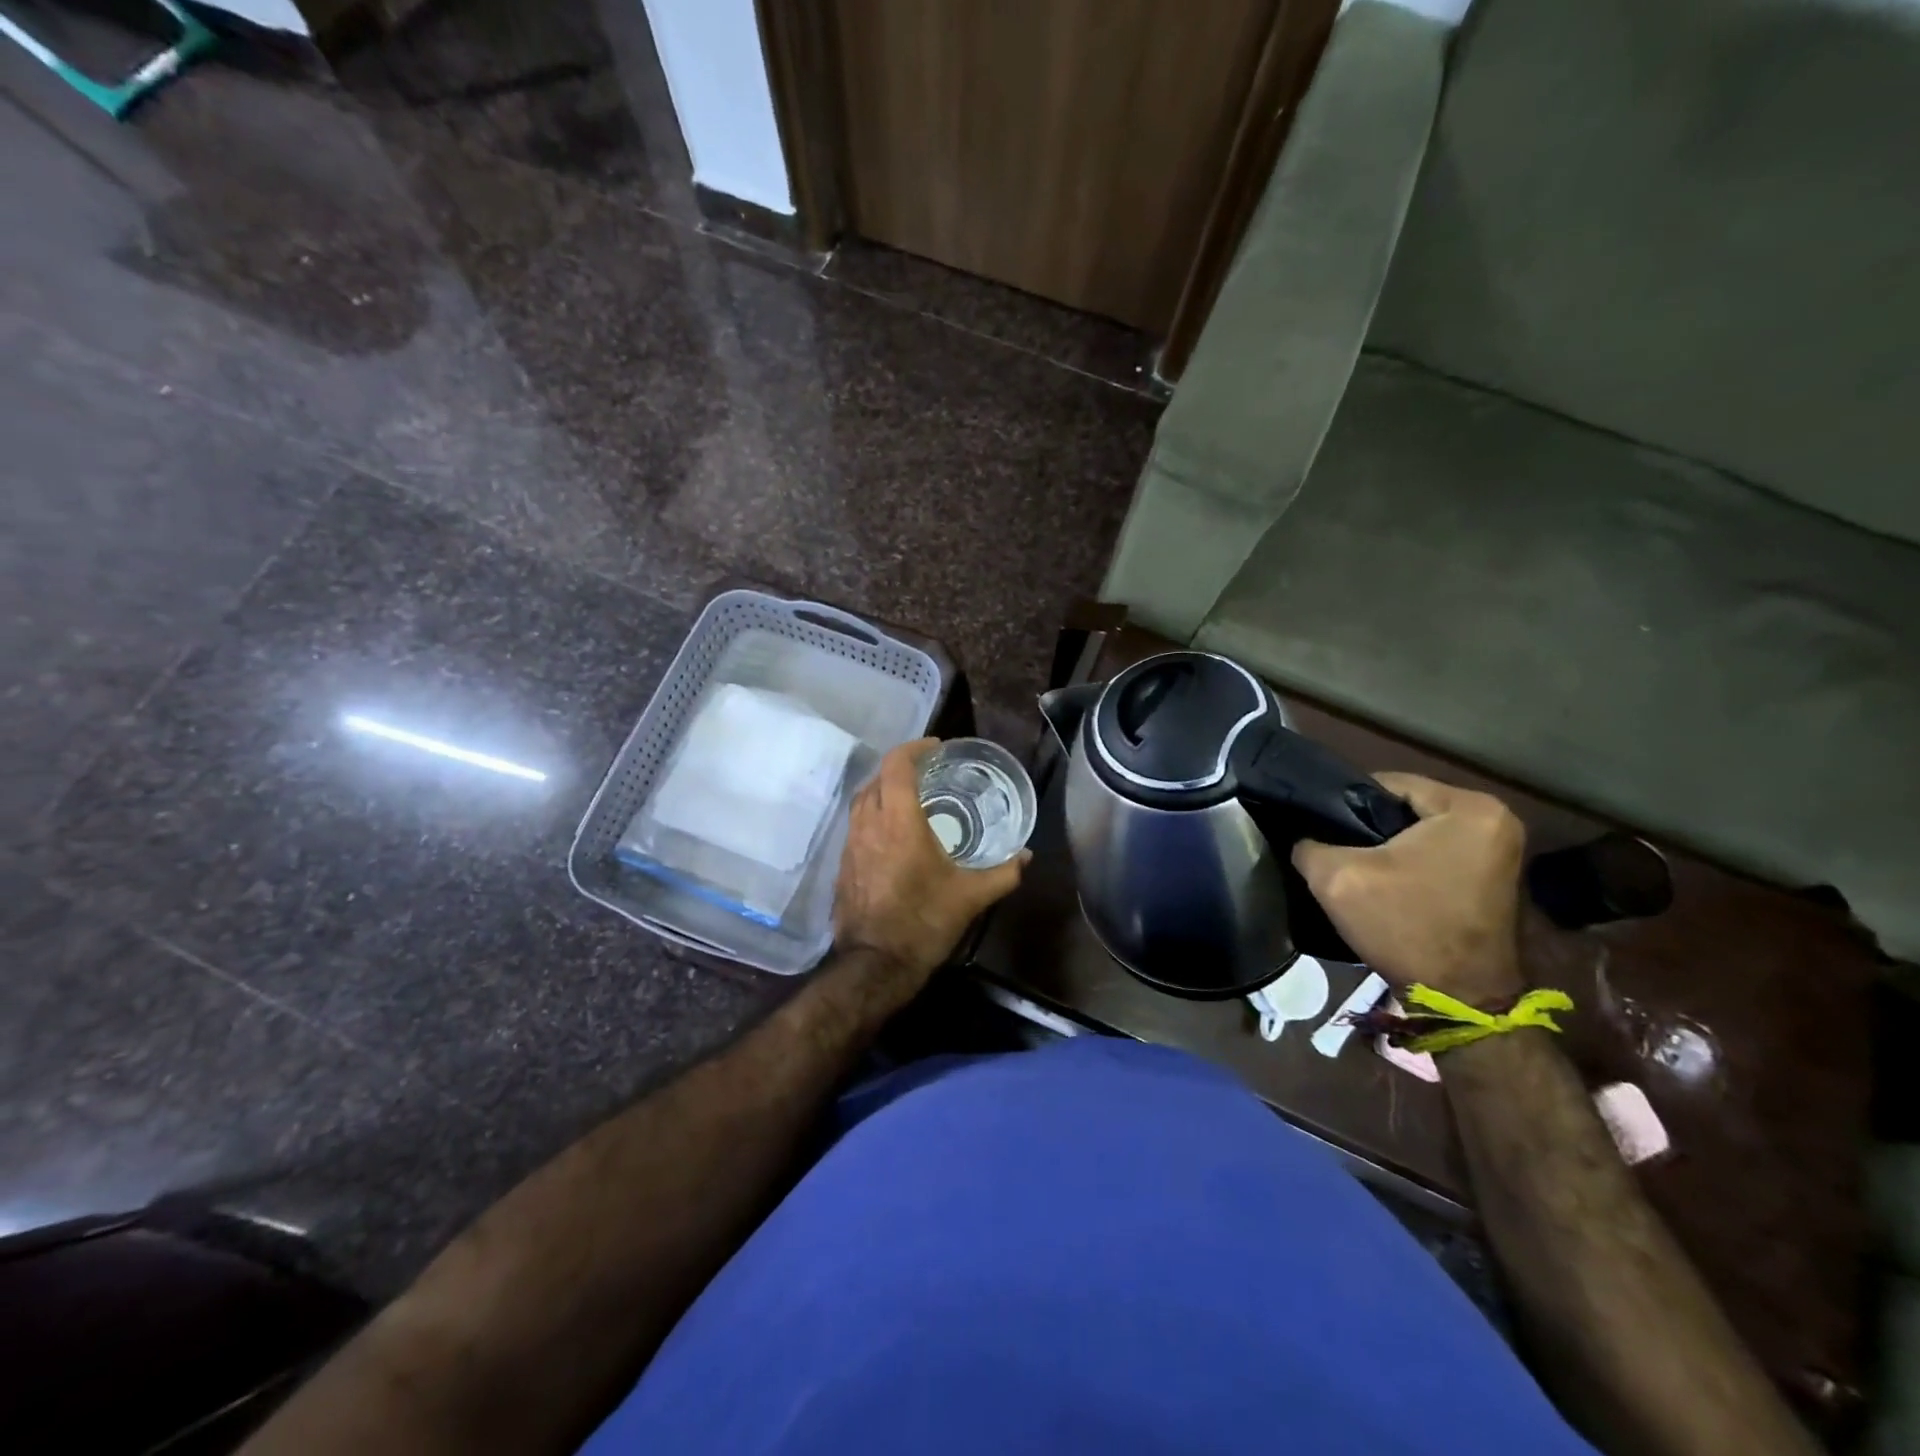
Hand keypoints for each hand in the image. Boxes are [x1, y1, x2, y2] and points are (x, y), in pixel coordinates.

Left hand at [834, 738, 1028, 984]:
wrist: (875, 963)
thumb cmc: (924, 921)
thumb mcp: (972, 896)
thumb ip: (1003, 872)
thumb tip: (1027, 856)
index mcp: (898, 821)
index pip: (896, 765)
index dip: (914, 749)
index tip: (936, 749)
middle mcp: (869, 824)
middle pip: (877, 778)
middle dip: (900, 768)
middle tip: (928, 773)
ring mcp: (850, 844)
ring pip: (862, 801)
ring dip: (884, 791)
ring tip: (911, 799)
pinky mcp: (843, 864)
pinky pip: (856, 825)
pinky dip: (874, 816)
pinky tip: (893, 834)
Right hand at [1292, 773, 1525, 1004]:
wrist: (1460, 999)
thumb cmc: (1405, 926)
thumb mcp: (1337, 878)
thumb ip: (1309, 844)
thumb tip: (1302, 835)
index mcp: (1469, 807)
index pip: (1386, 783)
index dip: (1344, 803)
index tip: (1320, 829)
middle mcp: (1495, 819)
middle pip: (1405, 807)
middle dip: (1368, 826)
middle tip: (1336, 850)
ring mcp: (1501, 849)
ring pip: (1420, 831)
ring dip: (1387, 846)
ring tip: (1356, 867)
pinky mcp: (1494, 876)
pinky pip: (1437, 851)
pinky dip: (1409, 862)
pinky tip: (1385, 883)